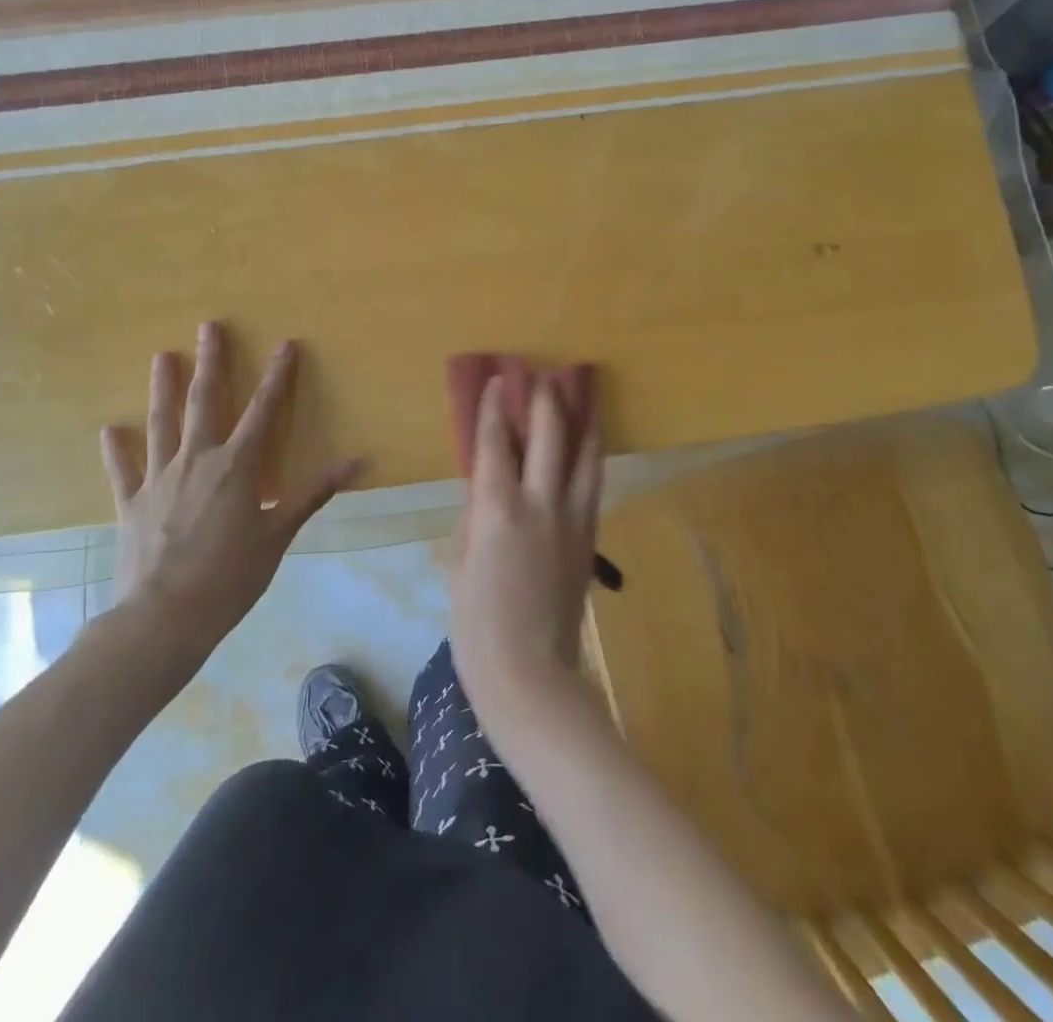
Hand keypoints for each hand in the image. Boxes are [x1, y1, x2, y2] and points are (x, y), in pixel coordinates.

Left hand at [100, 322, 360, 646]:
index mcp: (236, 466)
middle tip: (209, 327)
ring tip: (162, 356)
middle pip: (204, 401)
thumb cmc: (230, 577)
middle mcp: (196, 460)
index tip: (284, 344)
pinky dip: (117, 449)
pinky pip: (122, 469)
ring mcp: (159, 479)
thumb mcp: (278, 535)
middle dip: (210, 362)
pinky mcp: (130, 503)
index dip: (277, 377)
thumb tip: (355, 463)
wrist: (165, 617)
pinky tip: (110, 430)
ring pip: (161, 423)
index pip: (263, 411)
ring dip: (162, 388)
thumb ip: (312, 494)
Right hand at [449, 374, 603, 720]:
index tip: (500, 379)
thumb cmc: (477, 623)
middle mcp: (539, 504)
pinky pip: (592, 487)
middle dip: (546, 402)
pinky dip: (590, 460)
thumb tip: (484, 486)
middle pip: (549, 437)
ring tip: (580, 400)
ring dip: (581, 423)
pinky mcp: (589, 540)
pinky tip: (590, 450)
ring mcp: (571, 520)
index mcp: (497, 509)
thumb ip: (473, 516)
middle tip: (544, 378)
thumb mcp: (460, 562)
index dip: (496, 407)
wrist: (529, 674)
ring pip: (584, 457)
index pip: (495, 443)